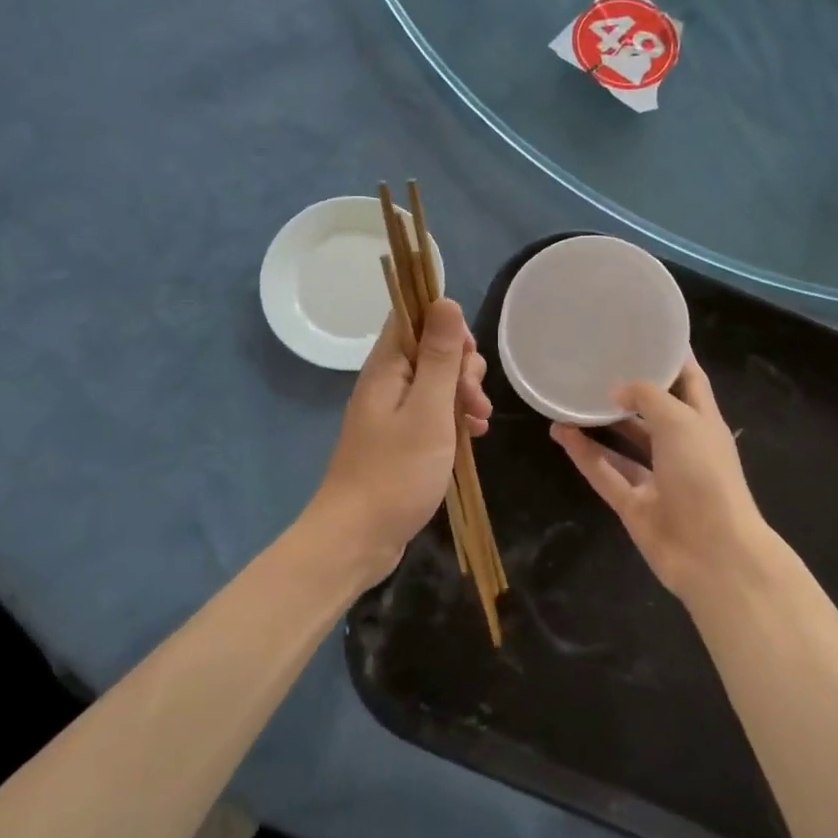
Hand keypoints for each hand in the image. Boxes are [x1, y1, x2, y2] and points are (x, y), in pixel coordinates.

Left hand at [308, 298, 490, 580]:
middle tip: (473, 400)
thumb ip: (439, 356)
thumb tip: (445, 300)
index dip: (446, 324)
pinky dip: (456, 419)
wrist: (358, 537)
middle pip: (431, 350)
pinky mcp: (401, 439)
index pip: (412, 316)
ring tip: (479, 424)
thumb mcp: (428, 410)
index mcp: (387, 367)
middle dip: (462, 367)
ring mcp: (393, 412)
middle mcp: (387, 382)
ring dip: (464, 395)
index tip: (468, 355)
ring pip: (437, 383)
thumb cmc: (396, 472)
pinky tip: (474, 437)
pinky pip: (434, 413)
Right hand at [551, 357, 770, 606]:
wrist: (713, 553)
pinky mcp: (634, 506)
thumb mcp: (680, 421)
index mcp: (703, 422)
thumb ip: (647, 397)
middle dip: (628, 390)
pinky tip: (560, 432)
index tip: (646, 332)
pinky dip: (584, 454)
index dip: (672, 356)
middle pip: (652, 412)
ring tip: (568, 398)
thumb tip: (616, 390)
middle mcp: (681, 448)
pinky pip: (605, 473)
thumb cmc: (705, 475)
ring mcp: (657, 479)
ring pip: (623, 444)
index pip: (689, 380)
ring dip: (598, 424)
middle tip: (595, 364)